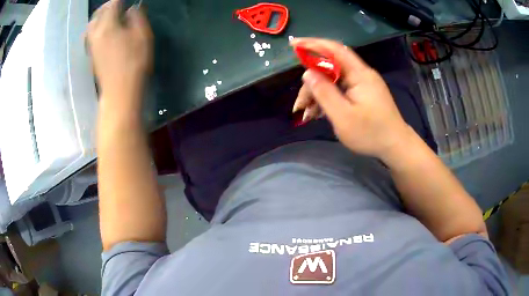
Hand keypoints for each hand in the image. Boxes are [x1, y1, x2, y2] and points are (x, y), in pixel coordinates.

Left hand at [87, 0, 152, 110]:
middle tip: (117, 4)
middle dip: (107, 6)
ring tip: (109, 15)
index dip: (119, 0)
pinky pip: (90, 35)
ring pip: (91, 25)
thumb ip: (137, 18)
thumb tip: (131, 9)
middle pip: (97, 13)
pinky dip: (96, 27)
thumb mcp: (142, 36)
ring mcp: (92, 45)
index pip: (112, 4)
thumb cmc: (134, 63)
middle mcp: (96, 33)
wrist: (119, 91)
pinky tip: (104, 30)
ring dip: (99, 16)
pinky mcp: (92, 55)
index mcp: (108, 26)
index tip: (127, 1)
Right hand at [291, 38, 412, 159]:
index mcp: (359, 74)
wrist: (396, 146)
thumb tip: (307, 73)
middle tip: (300, 105)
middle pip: (330, 68)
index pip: (334, 49)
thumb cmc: (371, 133)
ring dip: (318, 94)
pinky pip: (341, 90)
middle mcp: (361, 74)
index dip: (312, 44)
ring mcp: (363, 84)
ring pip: (334, 81)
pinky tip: (319, 113)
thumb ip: (324, 93)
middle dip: (312, 83)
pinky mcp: (363, 93)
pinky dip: (328, 98)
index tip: (293, 45)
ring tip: (307, 115)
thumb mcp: (343, 116)